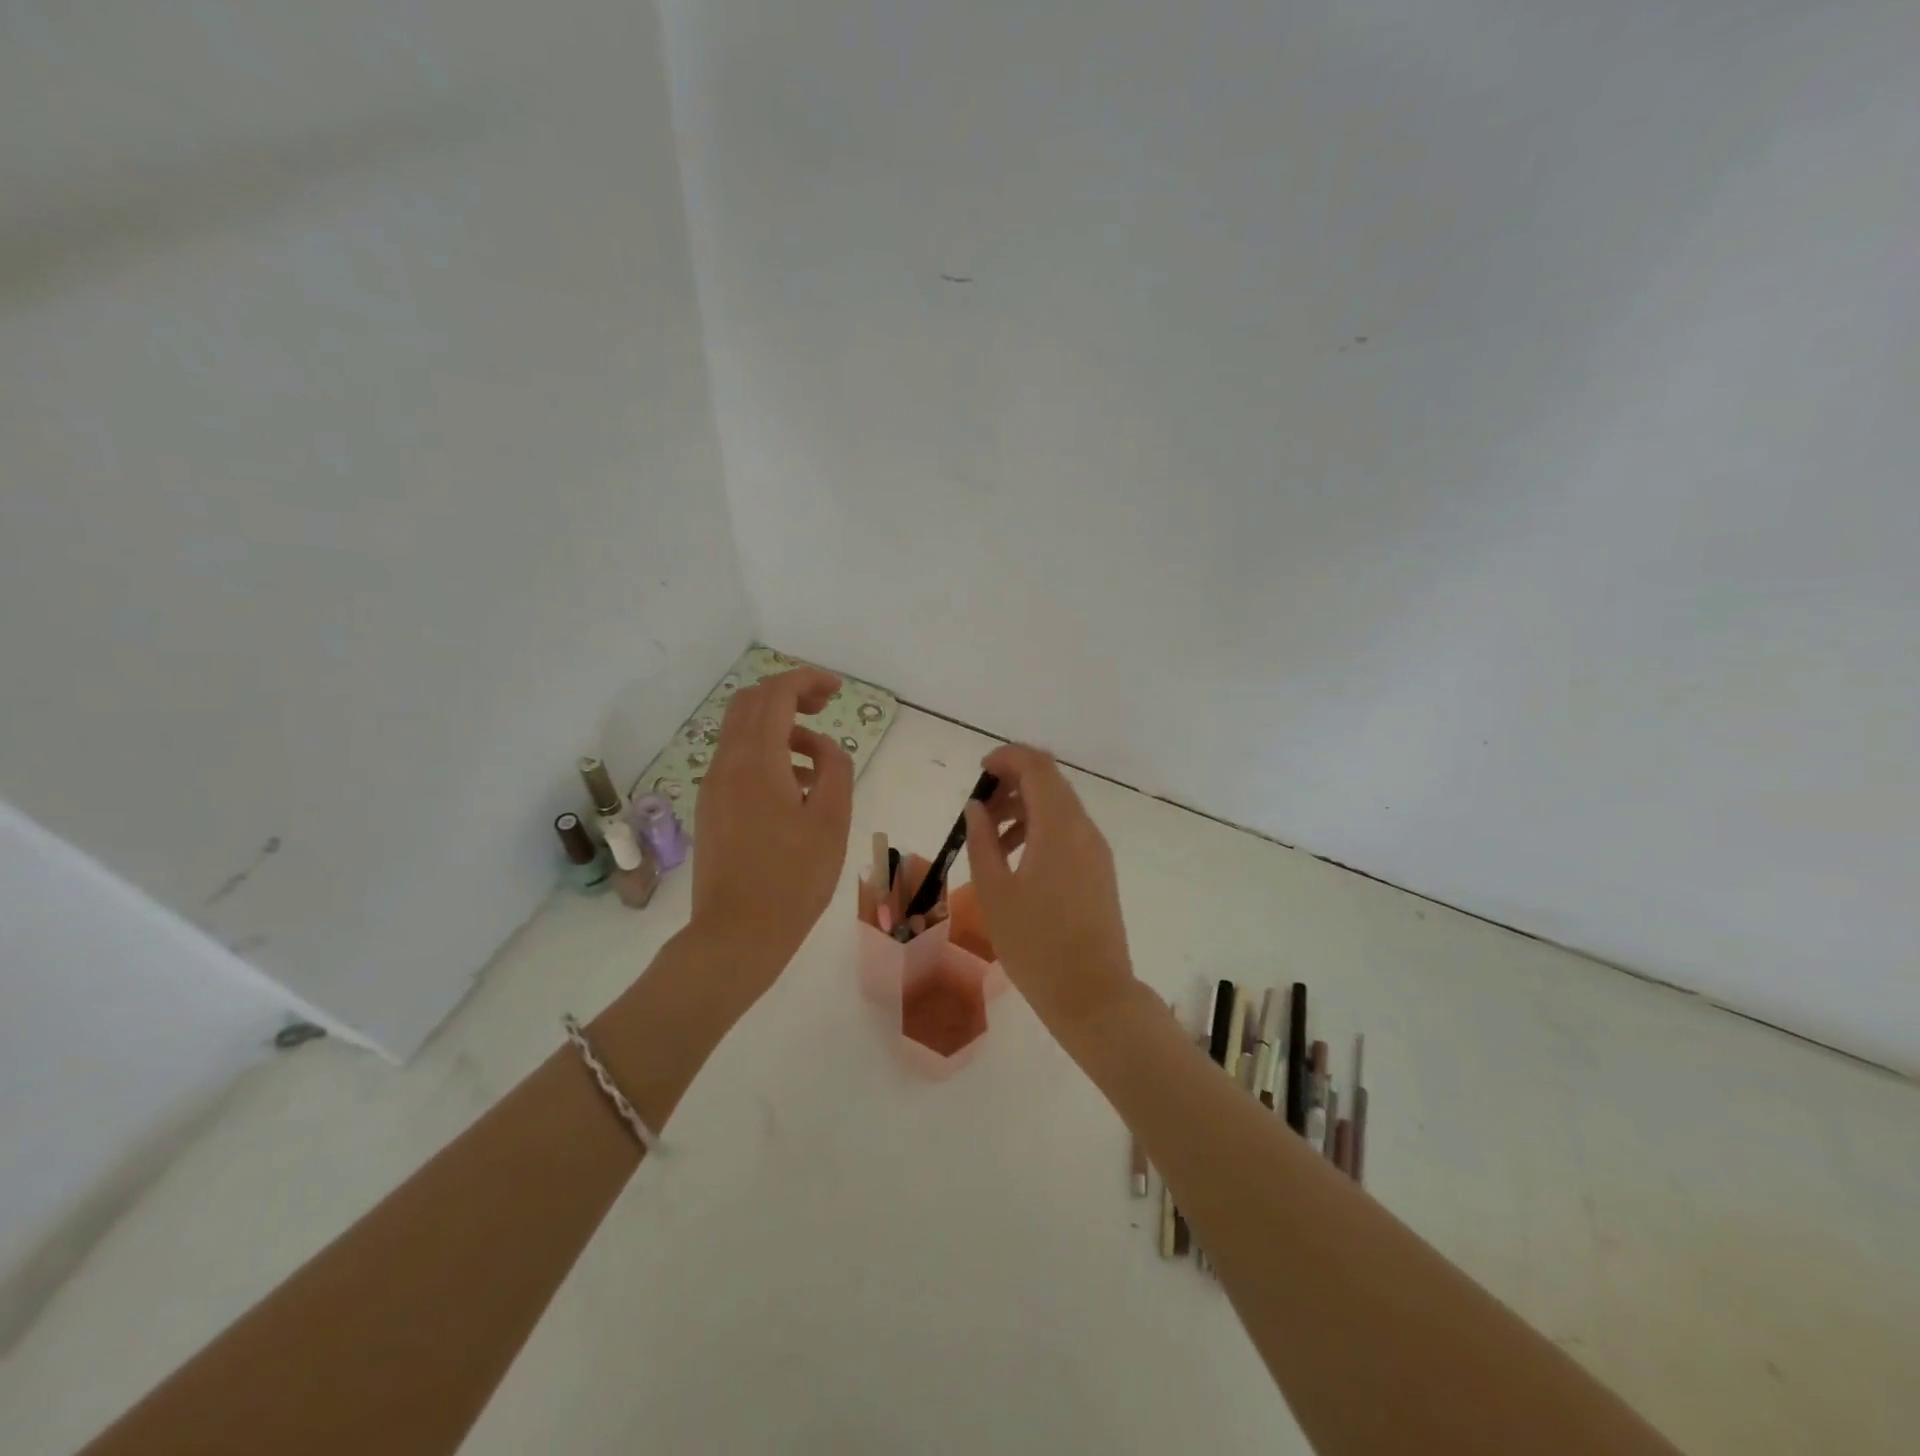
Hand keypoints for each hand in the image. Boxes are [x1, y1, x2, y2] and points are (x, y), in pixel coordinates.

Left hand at [691, 667, 853, 992]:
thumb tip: (824, 748)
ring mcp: (712, 786)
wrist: (736, 934)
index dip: (807, 681)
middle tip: (824, 707)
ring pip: (740, 732)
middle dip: (788, 695)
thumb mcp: (832, 822)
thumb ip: (834, 770)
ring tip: (816, 757)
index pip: (775, 695)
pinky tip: (793, 787)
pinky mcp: (711, 808)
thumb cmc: (793, 879)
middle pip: (750, 703)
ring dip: (777, 726)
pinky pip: (736, 761)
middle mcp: (726, 764)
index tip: (836, 690)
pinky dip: (765, 753)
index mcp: (756, 761)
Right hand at [963, 744, 1137, 1037]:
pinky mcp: (1099, 869)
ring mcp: (1096, 849)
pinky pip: (1068, 831)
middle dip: (1012, 783)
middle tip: (979, 809)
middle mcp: (1083, 828)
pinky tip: (1016, 859)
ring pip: (1059, 807)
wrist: (1092, 994)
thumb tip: (976, 808)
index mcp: (1059, 827)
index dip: (1007, 758)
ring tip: (990, 838)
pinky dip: (1040, 829)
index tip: (979, 772)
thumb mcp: (995, 892)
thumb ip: (982, 841)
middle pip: (1050, 782)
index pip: (1037, 767)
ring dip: (1024, 808)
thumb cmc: (1035, 944)